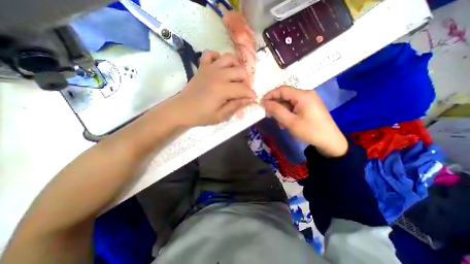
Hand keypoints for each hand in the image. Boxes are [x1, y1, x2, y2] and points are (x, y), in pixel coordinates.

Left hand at [170, 50, 254, 125]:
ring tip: (235, 76)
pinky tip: (219, 66)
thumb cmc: (202, 115)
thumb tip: (249, 100)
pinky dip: (217, 57)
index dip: (251, 94)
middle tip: (243, 90)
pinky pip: (210, 54)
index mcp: (223, 89)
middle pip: (240, 71)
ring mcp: (210, 69)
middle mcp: (219, 75)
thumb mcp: (221, 116)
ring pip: (229, 58)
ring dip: (236, 66)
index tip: (252, 99)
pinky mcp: (202, 67)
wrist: (183, 110)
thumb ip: (236, 106)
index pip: (244, 89)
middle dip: (246, 81)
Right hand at [261, 86, 347, 156]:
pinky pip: (294, 106)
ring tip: (279, 123)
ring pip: (289, 102)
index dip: (270, 95)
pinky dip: (288, 113)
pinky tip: (286, 123)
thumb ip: (276, 110)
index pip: (282, 89)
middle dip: (275, 105)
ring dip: (281, 111)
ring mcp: (309, 100)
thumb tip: (265, 102)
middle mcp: (306, 94)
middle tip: (268, 115)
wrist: (330, 141)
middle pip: (285, 95)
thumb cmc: (310, 131)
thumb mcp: (290, 122)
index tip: (261, 104)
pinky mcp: (309, 106)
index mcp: (303, 95)